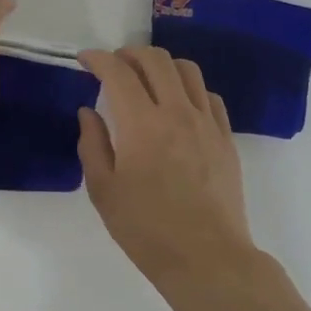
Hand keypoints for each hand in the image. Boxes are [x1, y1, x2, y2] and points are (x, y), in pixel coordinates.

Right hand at [77, 46, 257, 287]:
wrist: (206, 258)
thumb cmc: (146, 229)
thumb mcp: (103, 191)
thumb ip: (93, 144)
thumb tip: (89, 112)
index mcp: (141, 124)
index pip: (118, 73)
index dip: (98, 59)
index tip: (85, 59)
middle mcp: (176, 113)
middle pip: (156, 60)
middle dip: (129, 53)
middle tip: (114, 65)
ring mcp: (206, 123)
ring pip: (187, 70)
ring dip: (161, 65)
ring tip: (146, 79)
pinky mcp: (225, 138)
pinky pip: (208, 96)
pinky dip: (188, 88)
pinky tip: (178, 104)